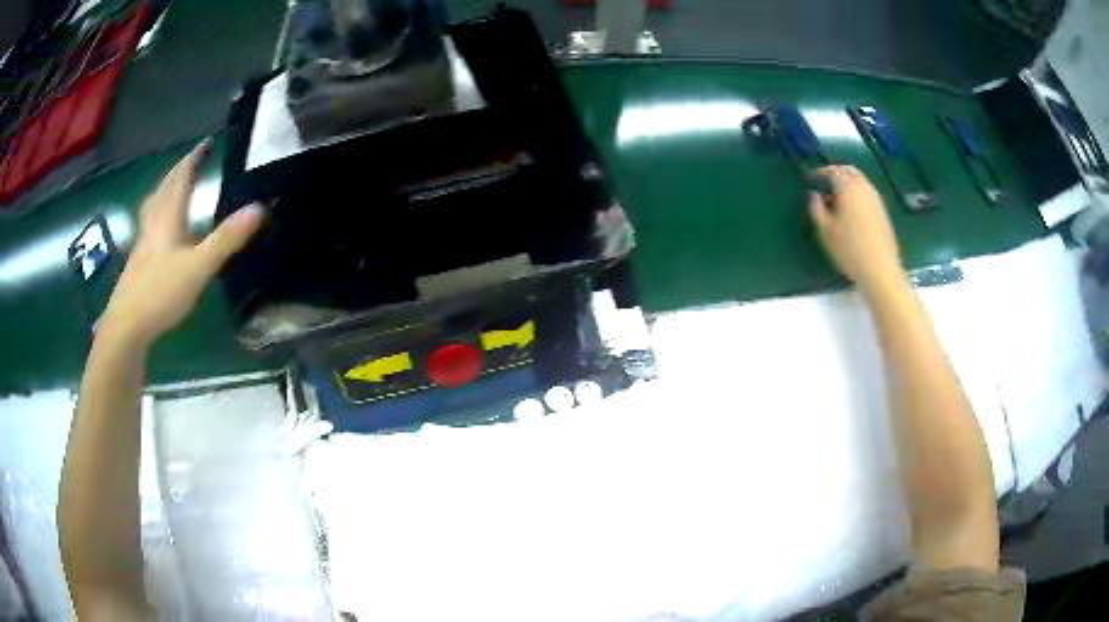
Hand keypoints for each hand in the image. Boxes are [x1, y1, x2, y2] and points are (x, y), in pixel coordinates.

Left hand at [100, 139, 264, 347]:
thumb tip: (259, 208)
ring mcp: (143, 244)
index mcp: (167, 217)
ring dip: (165, 191)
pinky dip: (159, 216)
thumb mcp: (198, 267)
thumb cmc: (160, 292)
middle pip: (164, 188)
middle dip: (179, 171)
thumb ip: (227, 239)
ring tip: (174, 187)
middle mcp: (153, 224)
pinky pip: (150, 227)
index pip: (181, 177)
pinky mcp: (138, 263)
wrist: (126, 327)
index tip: (206, 143)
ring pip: (154, 207)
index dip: (193, 158)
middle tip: (192, 161)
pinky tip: (162, 232)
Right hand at [808, 165, 903, 293]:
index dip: (821, 172)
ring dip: (849, 182)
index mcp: (848, 188)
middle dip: (837, 172)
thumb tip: (814, 195)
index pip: (833, 171)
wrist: (880, 269)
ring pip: (861, 181)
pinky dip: (858, 193)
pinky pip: (868, 193)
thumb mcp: (825, 231)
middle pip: (850, 171)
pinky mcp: (883, 212)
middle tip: (827, 181)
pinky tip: (853, 210)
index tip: (813, 178)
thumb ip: (817, 209)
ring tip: (838, 197)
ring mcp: (876, 200)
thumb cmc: (849, 249)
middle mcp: (864, 188)